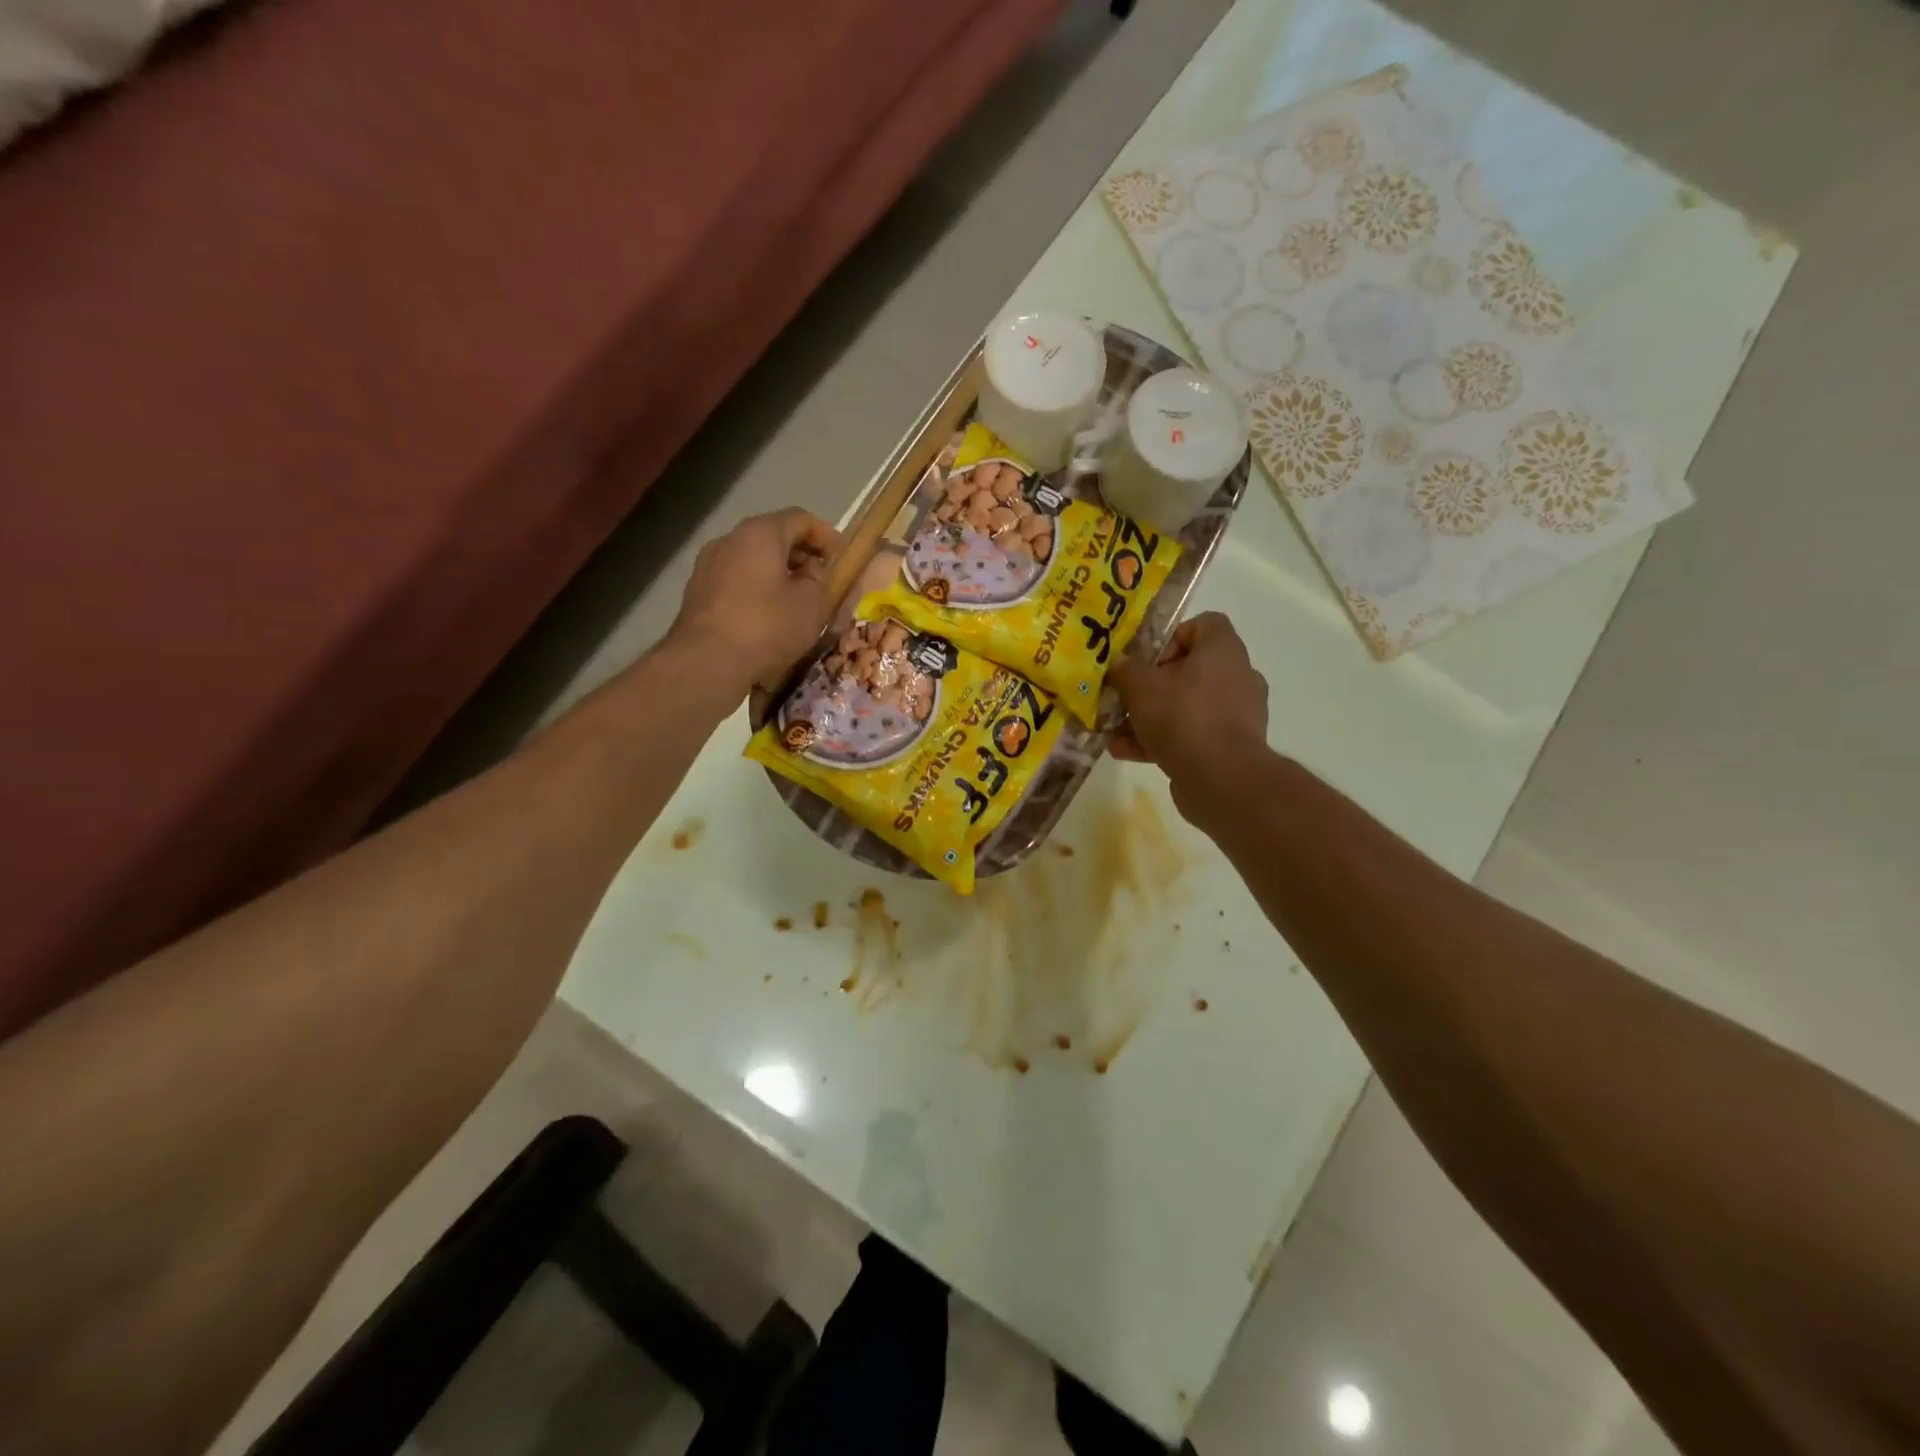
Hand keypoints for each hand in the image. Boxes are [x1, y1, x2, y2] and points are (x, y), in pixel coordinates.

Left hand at [668, 508, 840, 695]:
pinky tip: (768, 620)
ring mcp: (708, 566)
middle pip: (774, 538)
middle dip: (802, 557)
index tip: (842, 560)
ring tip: (797, 604)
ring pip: (753, 562)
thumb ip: (823, 581)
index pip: (800, 518)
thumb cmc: (767, 626)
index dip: (826, 536)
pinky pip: (736, 583)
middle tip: (823, 583)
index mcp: (760, 533)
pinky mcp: (697, 594)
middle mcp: (729, 540)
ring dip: (778, 576)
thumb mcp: (813, 604)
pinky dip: (757, 592)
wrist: (706, 663)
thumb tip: (816, 572)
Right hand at [1109, 612, 1268, 822]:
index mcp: (1223, 650)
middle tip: (1124, 696)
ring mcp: (1236, 714)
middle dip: (1151, 684)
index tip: (1145, 658)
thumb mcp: (1140, 687)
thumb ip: (1125, 669)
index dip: (1171, 636)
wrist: (1221, 779)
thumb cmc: (1182, 717)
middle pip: (1189, 669)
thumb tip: (1118, 662)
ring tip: (1115, 731)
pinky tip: (1126, 752)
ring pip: (1186, 706)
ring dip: (1150, 717)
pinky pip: (1191, 734)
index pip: (1204, 624)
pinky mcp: (1230, 747)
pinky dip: (1161, 741)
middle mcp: (1236, 676)